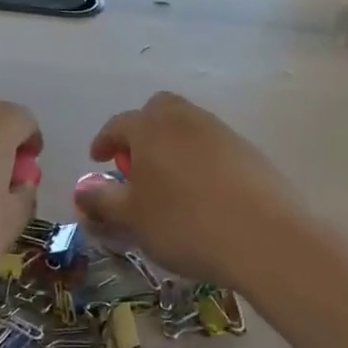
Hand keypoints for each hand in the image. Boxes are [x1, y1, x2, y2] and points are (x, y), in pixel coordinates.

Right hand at [75, 91, 306, 290]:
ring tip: (169, 180)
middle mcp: (186, 120)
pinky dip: (200, 159)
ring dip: (173, 143)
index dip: (105, 140)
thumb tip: (83, 189)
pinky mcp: (249, 153)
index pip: (119, 124)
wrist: (265, 238)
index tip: (98, 159)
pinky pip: (214, 145)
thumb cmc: (185, 224)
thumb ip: (102, 200)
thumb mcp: (132, 218)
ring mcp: (222, 133)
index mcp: (151, 129)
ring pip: (189, 125)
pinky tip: (203, 192)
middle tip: (136, 162)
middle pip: (159, 108)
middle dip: (142, 129)